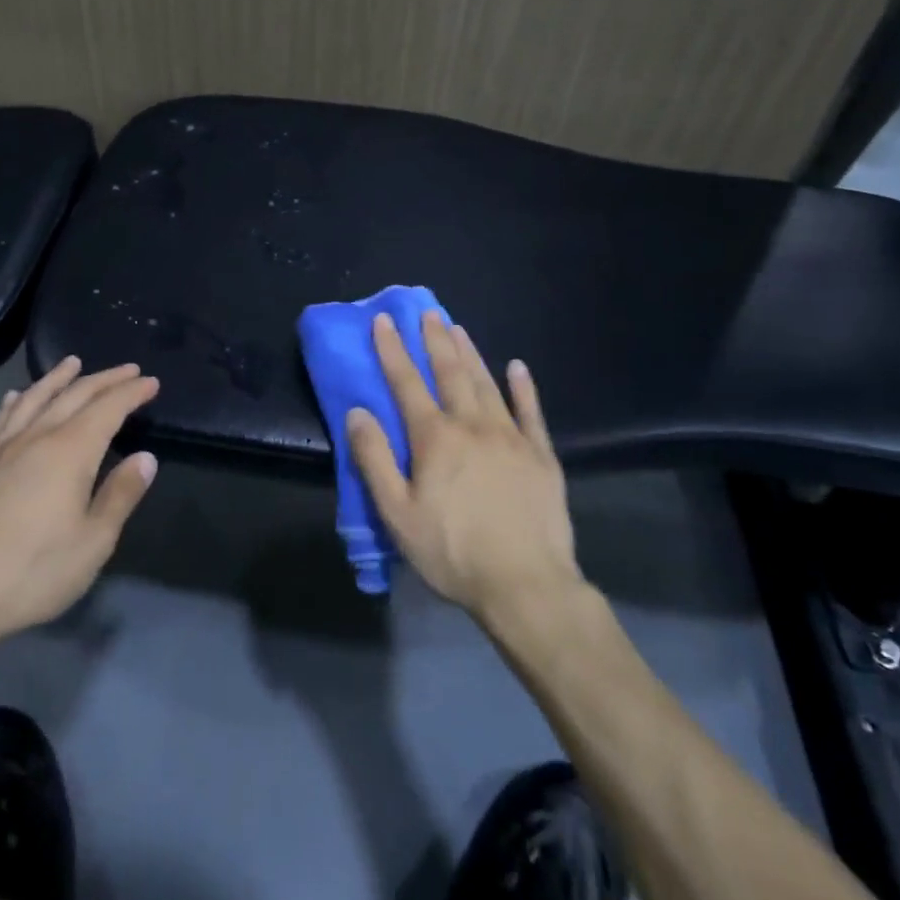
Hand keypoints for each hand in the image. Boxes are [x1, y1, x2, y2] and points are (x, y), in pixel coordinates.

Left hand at [0, 358, 158, 654]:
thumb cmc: (32, 571)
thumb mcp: (93, 542)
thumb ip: (120, 495)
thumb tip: (146, 458)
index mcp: (72, 451)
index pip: (109, 408)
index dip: (131, 392)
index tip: (151, 382)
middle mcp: (38, 437)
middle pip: (75, 395)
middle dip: (105, 379)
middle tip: (128, 370)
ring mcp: (3, 448)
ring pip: (35, 399)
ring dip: (57, 378)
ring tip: (72, 363)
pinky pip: (1, 420)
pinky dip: (14, 402)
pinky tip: (15, 398)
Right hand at [347, 313, 584, 630]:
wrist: (526, 585)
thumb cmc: (452, 551)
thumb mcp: (397, 513)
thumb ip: (375, 459)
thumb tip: (357, 412)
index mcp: (435, 438)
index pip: (407, 383)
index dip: (393, 350)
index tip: (384, 320)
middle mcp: (472, 425)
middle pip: (450, 373)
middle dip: (435, 341)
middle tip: (428, 313)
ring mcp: (510, 437)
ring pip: (486, 383)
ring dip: (470, 354)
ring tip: (458, 329)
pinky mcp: (541, 456)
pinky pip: (531, 412)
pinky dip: (524, 388)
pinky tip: (518, 368)